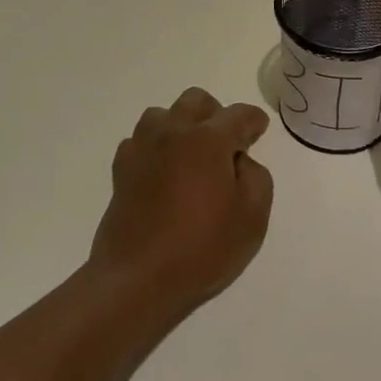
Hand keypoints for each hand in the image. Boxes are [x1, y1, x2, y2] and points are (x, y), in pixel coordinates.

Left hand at [92, 88, 274, 315]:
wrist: (137, 279)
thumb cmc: (201, 248)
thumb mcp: (252, 217)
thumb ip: (256, 177)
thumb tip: (239, 161)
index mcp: (208, 140)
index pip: (238, 115)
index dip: (254, 121)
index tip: (259, 130)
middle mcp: (173, 133)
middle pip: (196, 100)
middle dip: (215, 114)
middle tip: (225, 145)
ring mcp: (142, 149)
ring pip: (162, 115)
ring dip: (180, 126)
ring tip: (190, 156)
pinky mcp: (121, 171)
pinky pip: (139, 142)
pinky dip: (154, 148)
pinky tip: (162, 172)